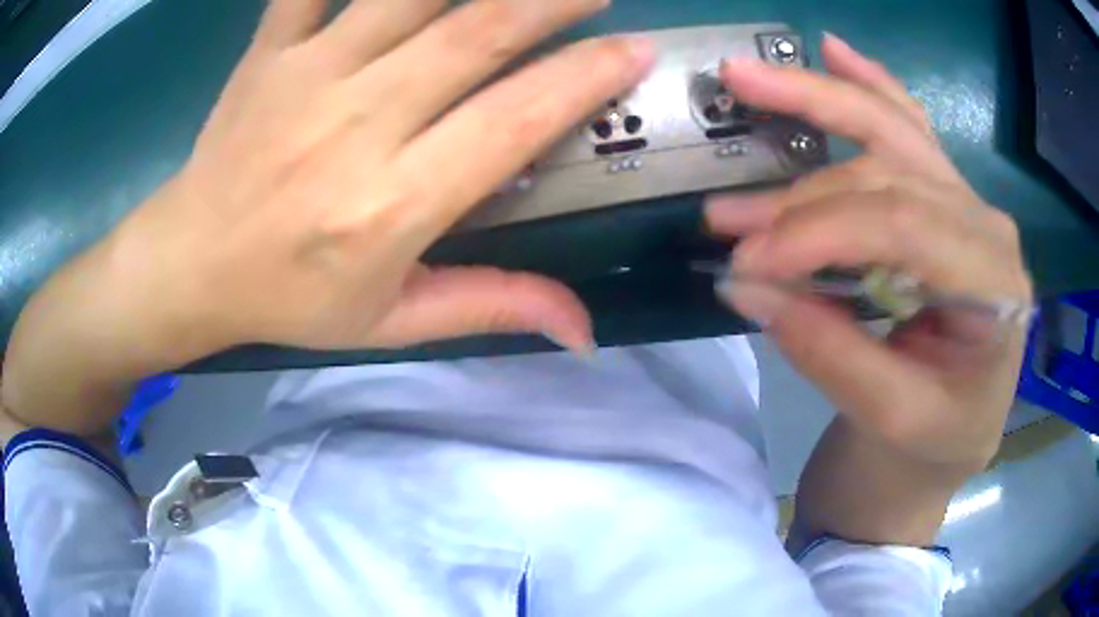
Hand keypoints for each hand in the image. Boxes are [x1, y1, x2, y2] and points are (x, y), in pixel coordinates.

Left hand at [110, 0, 653, 358]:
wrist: (190, 264)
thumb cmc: (288, 298)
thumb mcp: (389, 324)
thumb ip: (489, 307)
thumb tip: (585, 329)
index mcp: (391, 205)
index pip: (512, 121)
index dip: (584, 78)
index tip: (635, 50)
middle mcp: (356, 124)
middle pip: (476, 34)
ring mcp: (307, 73)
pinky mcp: (270, 50)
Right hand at [705, 34, 1032, 474]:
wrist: (961, 432)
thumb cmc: (938, 439)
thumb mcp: (892, 420)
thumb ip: (830, 354)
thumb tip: (747, 288)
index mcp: (995, 285)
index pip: (903, 226)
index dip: (819, 232)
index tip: (747, 264)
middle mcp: (988, 226)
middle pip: (889, 173)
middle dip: (802, 194)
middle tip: (726, 215)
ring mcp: (970, 203)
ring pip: (892, 130)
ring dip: (815, 104)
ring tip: (745, 81)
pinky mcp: (949, 200)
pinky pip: (911, 127)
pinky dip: (871, 84)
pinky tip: (837, 51)